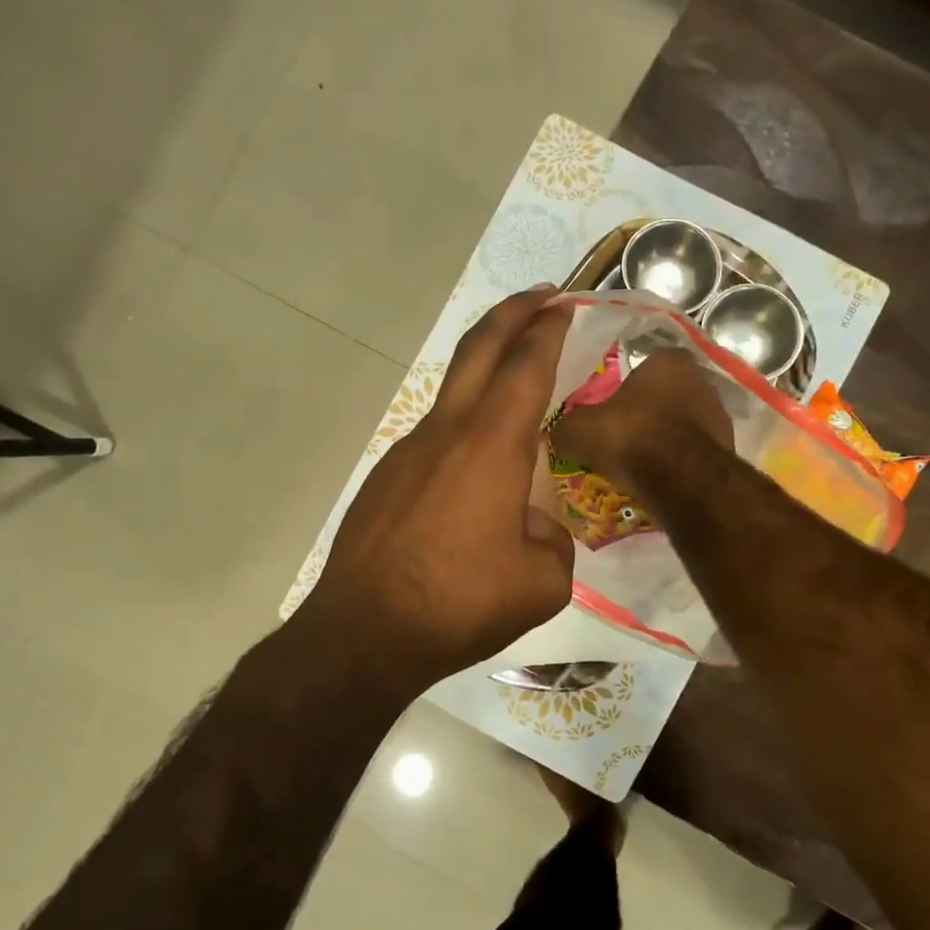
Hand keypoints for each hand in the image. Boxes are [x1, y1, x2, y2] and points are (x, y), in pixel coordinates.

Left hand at [299, 287, 576, 691]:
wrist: (364, 633)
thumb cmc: (459, 604)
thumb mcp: (542, 584)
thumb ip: (553, 539)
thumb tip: (533, 522)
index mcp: (491, 446)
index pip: (526, 366)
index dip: (549, 330)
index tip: (566, 306)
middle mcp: (446, 433)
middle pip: (479, 349)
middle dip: (513, 313)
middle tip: (542, 296)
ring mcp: (407, 451)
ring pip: (453, 394)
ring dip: (486, 375)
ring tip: (518, 397)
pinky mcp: (385, 478)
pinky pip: (434, 440)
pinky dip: (463, 433)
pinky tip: (475, 480)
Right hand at [547, 349, 731, 497]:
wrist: (680, 479)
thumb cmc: (629, 437)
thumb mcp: (578, 430)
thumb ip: (566, 426)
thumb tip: (558, 434)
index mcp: (667, 360)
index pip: (644, 364)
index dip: (624, 387)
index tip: (609, 410)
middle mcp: (700, 379)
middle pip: (665, 394)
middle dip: (646, 413)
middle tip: (621, 437)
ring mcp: (719, 415)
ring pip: (682, 424)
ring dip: (664, 439)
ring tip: (638, 463)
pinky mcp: (727, 448)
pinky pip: (693, 452)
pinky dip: (678, 462)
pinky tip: (659, 478)